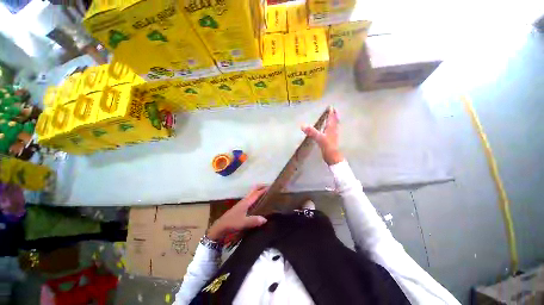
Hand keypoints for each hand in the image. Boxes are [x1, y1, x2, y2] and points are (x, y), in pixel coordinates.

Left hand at [207, 185, 267, 241]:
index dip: (263, 189)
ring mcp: (242, 204)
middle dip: (260, 187)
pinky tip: (258, 202)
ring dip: (258, 191)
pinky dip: (255, 197)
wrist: (220, 227)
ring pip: (251, 194)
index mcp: (246, 202)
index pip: (256, 193)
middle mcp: (245, 201)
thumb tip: (266, 219)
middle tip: (269, 187)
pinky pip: (250, 199)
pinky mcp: (241, 208)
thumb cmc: (232, 223)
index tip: (271, 186)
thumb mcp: (243, 222)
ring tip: (266, 193)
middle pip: (253, 191)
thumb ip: (254, 221)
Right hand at [301, 106, 343, 164]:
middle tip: (333, 110)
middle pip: (334, 121)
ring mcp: (333, 136)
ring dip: (333, 121)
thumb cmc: (327, 146)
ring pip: (334, 126)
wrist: (333, 157)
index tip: (331, 107)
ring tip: (332, 118)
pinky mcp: (331, 140)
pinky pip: (331, 131)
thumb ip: (311, 132)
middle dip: (334, 115)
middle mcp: (333, 130)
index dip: (331, 112)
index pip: (332, 118)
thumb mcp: (319, 138)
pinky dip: (331, 128)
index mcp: (331, 128)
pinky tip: (328, 130)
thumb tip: (302, 125)